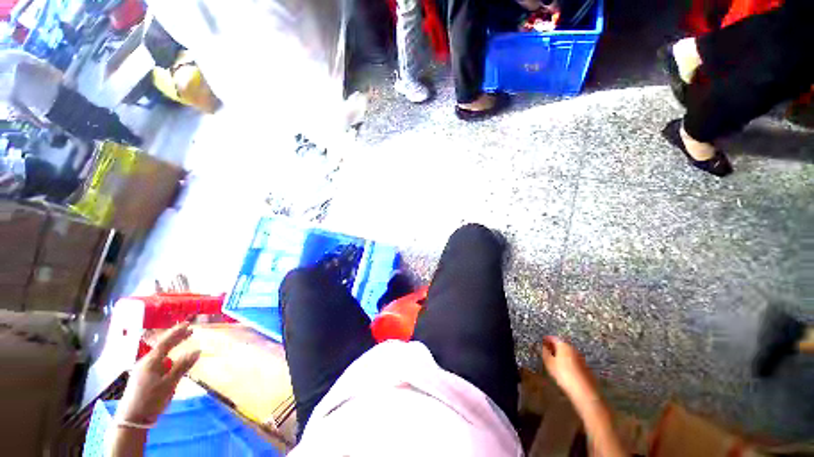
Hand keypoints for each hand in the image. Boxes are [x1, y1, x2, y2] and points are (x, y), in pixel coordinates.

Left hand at [116, 323, 200, 424]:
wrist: (132, 419)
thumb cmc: (151, 399)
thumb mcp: (169, 383)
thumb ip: (182, 366)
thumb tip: (197, 350)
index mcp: (151, 361)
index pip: (166, 342)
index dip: (177, 332)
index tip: (188, 324)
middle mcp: (145, 362)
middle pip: (162, 346)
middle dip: (175, 338)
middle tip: (189, 331)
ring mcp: (142, 370)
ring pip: (160, 355)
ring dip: (172, 349)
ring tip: (182, 346)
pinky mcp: (142, 377)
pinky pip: (158, 363)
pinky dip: (167, 359)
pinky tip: (172, 364)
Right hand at [540, 336, 598, 404]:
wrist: (585, 392)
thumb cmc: (564, 375)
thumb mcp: (549, 363)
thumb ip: (545, 353)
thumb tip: (544, 346)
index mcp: (563, 345)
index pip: (553, 338)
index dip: (547, 339)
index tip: (542, 341)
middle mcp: (573, 349)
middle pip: (562, 344)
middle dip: (554, 346)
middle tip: (547, 350)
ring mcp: (581, 358)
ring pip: (568, 352)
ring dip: (561, 353)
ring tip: (554, 359)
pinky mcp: (585, 366)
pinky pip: (573, 359)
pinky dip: (567, 360)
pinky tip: (564, 367)